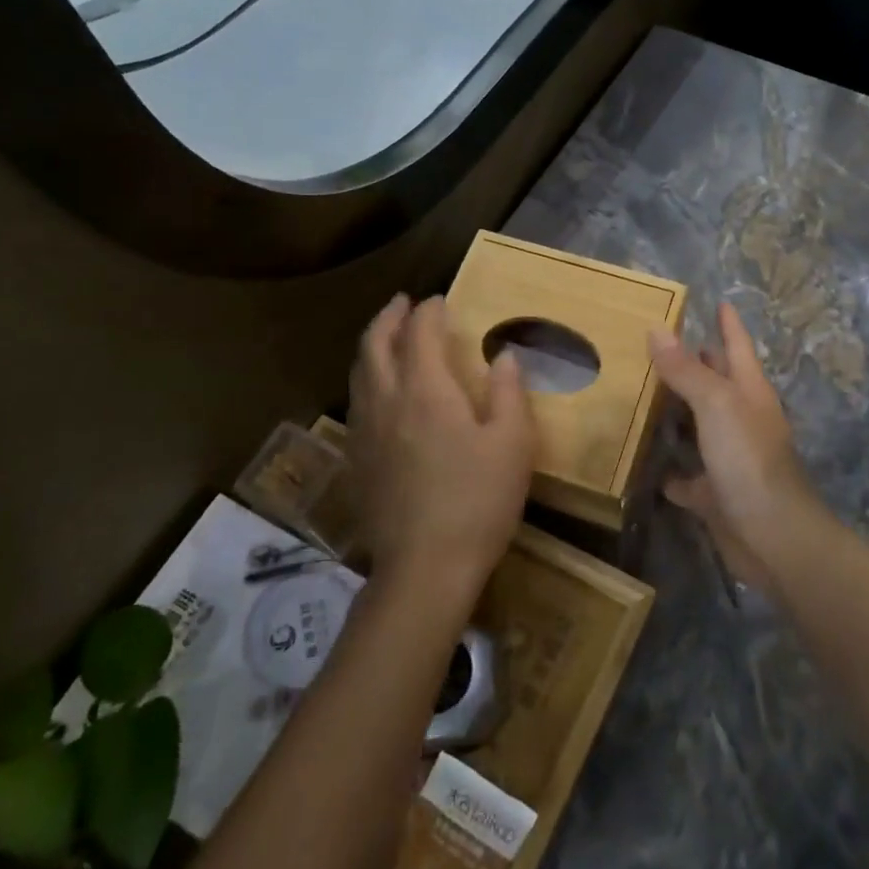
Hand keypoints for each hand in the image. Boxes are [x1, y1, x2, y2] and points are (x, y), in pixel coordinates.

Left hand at [348, 295, 535, 606]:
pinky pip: (356, 401)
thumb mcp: (512, 443)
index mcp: (425, 389)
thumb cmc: (478, 500)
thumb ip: (507, 392)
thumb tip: (504, 356)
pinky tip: (382, 393)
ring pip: (359, 372)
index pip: (420, 332)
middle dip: (389, 317)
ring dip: (373, 345)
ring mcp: (364, 431)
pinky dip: (367, 378)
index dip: (429, 311)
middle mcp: (386, 400)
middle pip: (374, 343)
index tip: (441, 300)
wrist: (425, 567)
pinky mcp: (356, 460)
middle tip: (403, 303)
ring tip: (389, 338)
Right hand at [648, 302, 833, 594]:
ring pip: (699, 428)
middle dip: (696, 363)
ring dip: (677, 415)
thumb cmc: (750, 460)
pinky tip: (644, 464)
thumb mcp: (716, 405)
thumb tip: (657, 329)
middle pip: (717, 384)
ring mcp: (730, 459)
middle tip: (659, 344)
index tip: (719, 301)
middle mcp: (742, 421)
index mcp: (749, 393)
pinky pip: (686, 478)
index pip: (738, 347)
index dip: (729, 324)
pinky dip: (669, 472)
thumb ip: (687, 370)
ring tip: (640, 396)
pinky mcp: (715, 495)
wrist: (774, 538)